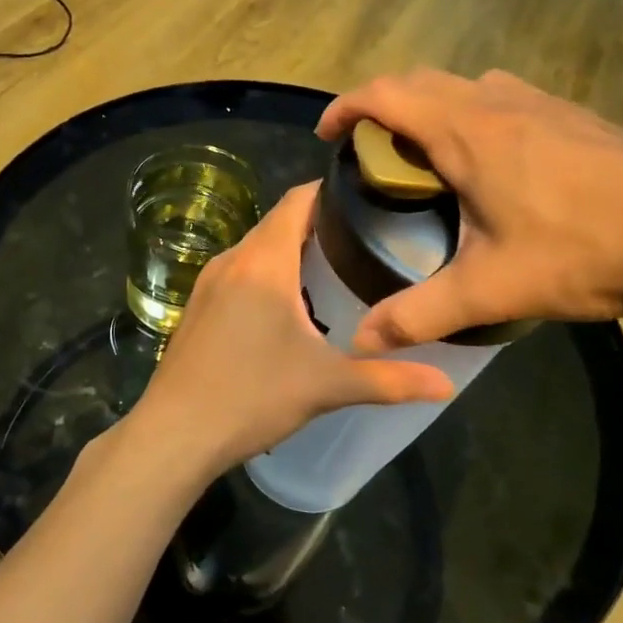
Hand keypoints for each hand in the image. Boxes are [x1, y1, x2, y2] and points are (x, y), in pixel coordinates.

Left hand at [129, 183, 455, 478]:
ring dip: (291, 250)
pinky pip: (239, 272)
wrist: (175, 433)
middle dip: (319, 223)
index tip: (368, 196)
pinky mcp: (196, 306)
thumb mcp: (327, 385)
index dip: (330, 189)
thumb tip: (447, 384)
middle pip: (278, 222)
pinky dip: (267, 273)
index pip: (298, 201)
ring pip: (256, 248)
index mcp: (264, 262)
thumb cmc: (252, 396)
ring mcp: (208, 283)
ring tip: (334, 268)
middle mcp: (232, 260)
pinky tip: (288, 305)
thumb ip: (389, 379)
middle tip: (365, 238)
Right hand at [317, 69, 622, 349]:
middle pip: (420, 80)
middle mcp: (496, 102)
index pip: (385, 95)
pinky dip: (473, 112)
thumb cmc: (581, 251)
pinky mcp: (573, 114)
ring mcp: (540, 103)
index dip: (345, 107)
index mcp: (465, 132)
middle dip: (382, 105)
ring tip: (426, 154)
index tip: (327, 136)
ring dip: (430, 105)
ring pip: (464, 83)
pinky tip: (493, 160)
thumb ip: (419, 315)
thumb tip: (361, 342)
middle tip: (368, 150)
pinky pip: (503, 95)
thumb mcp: (490, 290)